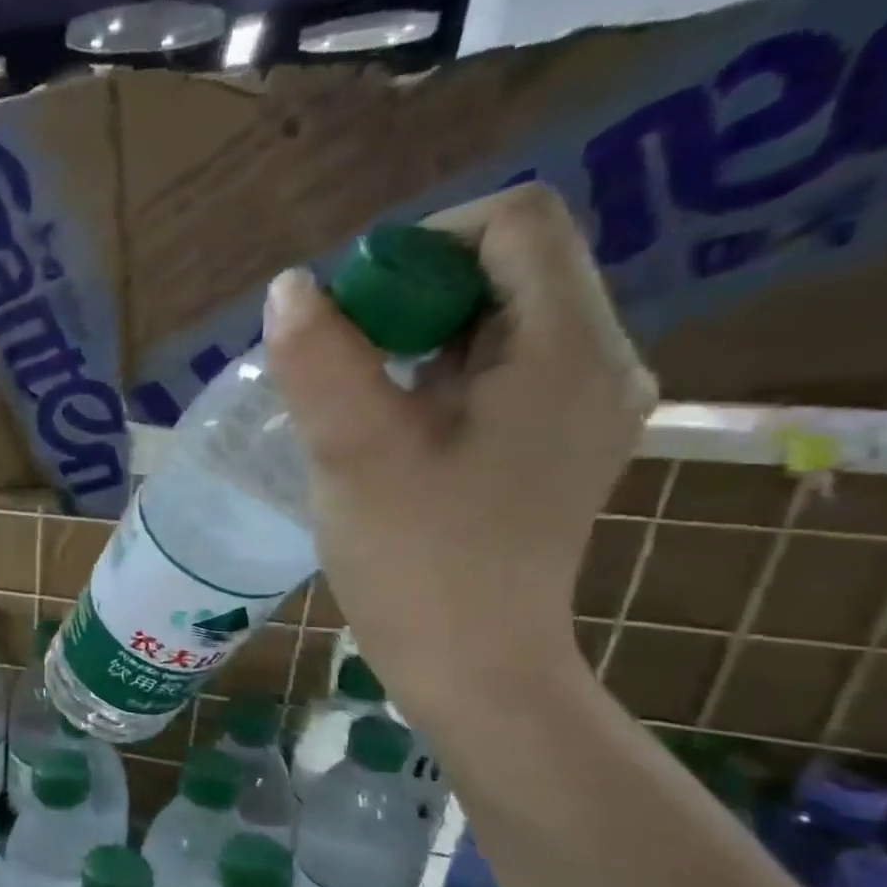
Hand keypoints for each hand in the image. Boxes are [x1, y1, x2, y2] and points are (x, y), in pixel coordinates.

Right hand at [263, 184, 657, 715]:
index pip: (511, 223)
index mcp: (568, 349)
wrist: (469, 663)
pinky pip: (493, 372)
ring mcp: (580, 406)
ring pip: (492, 323)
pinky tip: (386, 427)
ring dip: (412, 342)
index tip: (350, 315)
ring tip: (354, 400)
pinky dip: (431, 377)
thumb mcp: (354, 453)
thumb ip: (319, 359)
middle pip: (502, 270)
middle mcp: (597, 362)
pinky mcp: (552, 443)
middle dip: (407, 299)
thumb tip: (289, 287)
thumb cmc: (416, 560)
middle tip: (339, 364)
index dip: (419, 246)